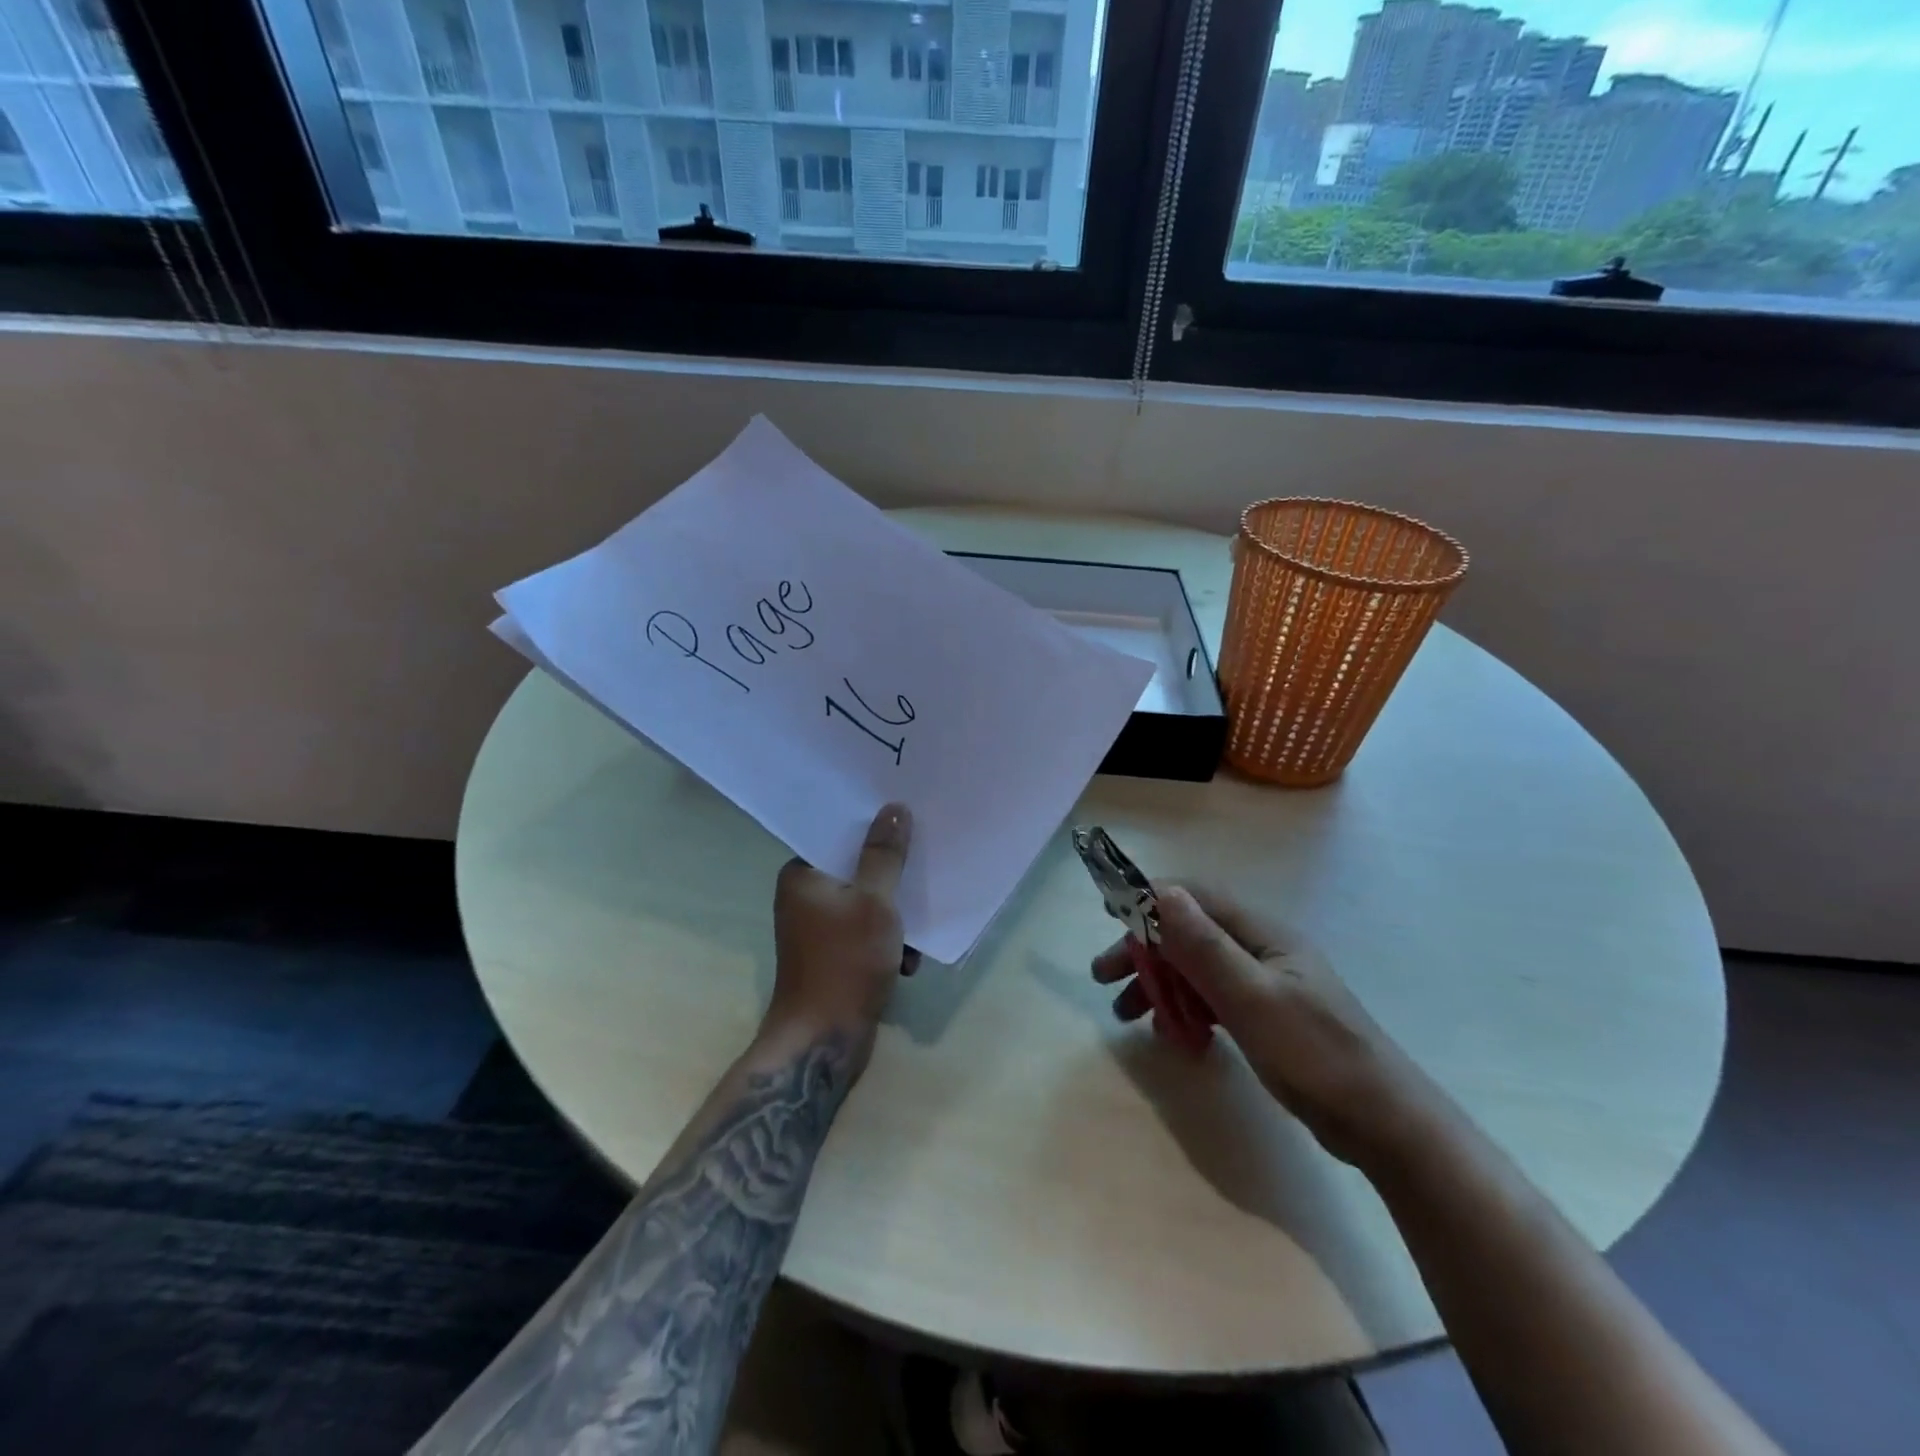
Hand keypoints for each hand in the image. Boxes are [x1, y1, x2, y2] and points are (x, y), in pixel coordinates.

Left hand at [767, 803, 916, 1068]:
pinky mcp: (833, 956)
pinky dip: (887, 942)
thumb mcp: (874, 902)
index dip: (873, 827)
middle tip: (924, 868)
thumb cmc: (846, 962)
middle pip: (857, 869)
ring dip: (895, 916)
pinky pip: (866, 932)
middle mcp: (804, 897)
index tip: (907, 821)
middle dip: (892, 876)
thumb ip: (885, 855)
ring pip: (866, 903)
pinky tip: (909, 961)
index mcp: (803, 875)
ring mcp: (818, 929)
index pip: (839, 835)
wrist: (823, 1042)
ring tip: (917, 931)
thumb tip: (893, 807)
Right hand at [1094, 883, 1429, 1165]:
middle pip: (1189, 934)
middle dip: (1144, 950)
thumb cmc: (1315, 1055)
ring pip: (1197, 968)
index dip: (1149, 900)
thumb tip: (1160, 892)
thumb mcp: (1252, 999)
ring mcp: (1264, 983)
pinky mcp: (1266, 1015)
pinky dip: (1185, 1009)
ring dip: (1159, 984)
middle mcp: (1260, 948)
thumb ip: (1204, 946)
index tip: (1110, 918)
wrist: (1383, 1125)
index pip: (1195, 897)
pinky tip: (1173, 1034)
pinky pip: (1213, 998)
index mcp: (1262, 933)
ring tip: (1124, 1014)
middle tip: (1103, 977)